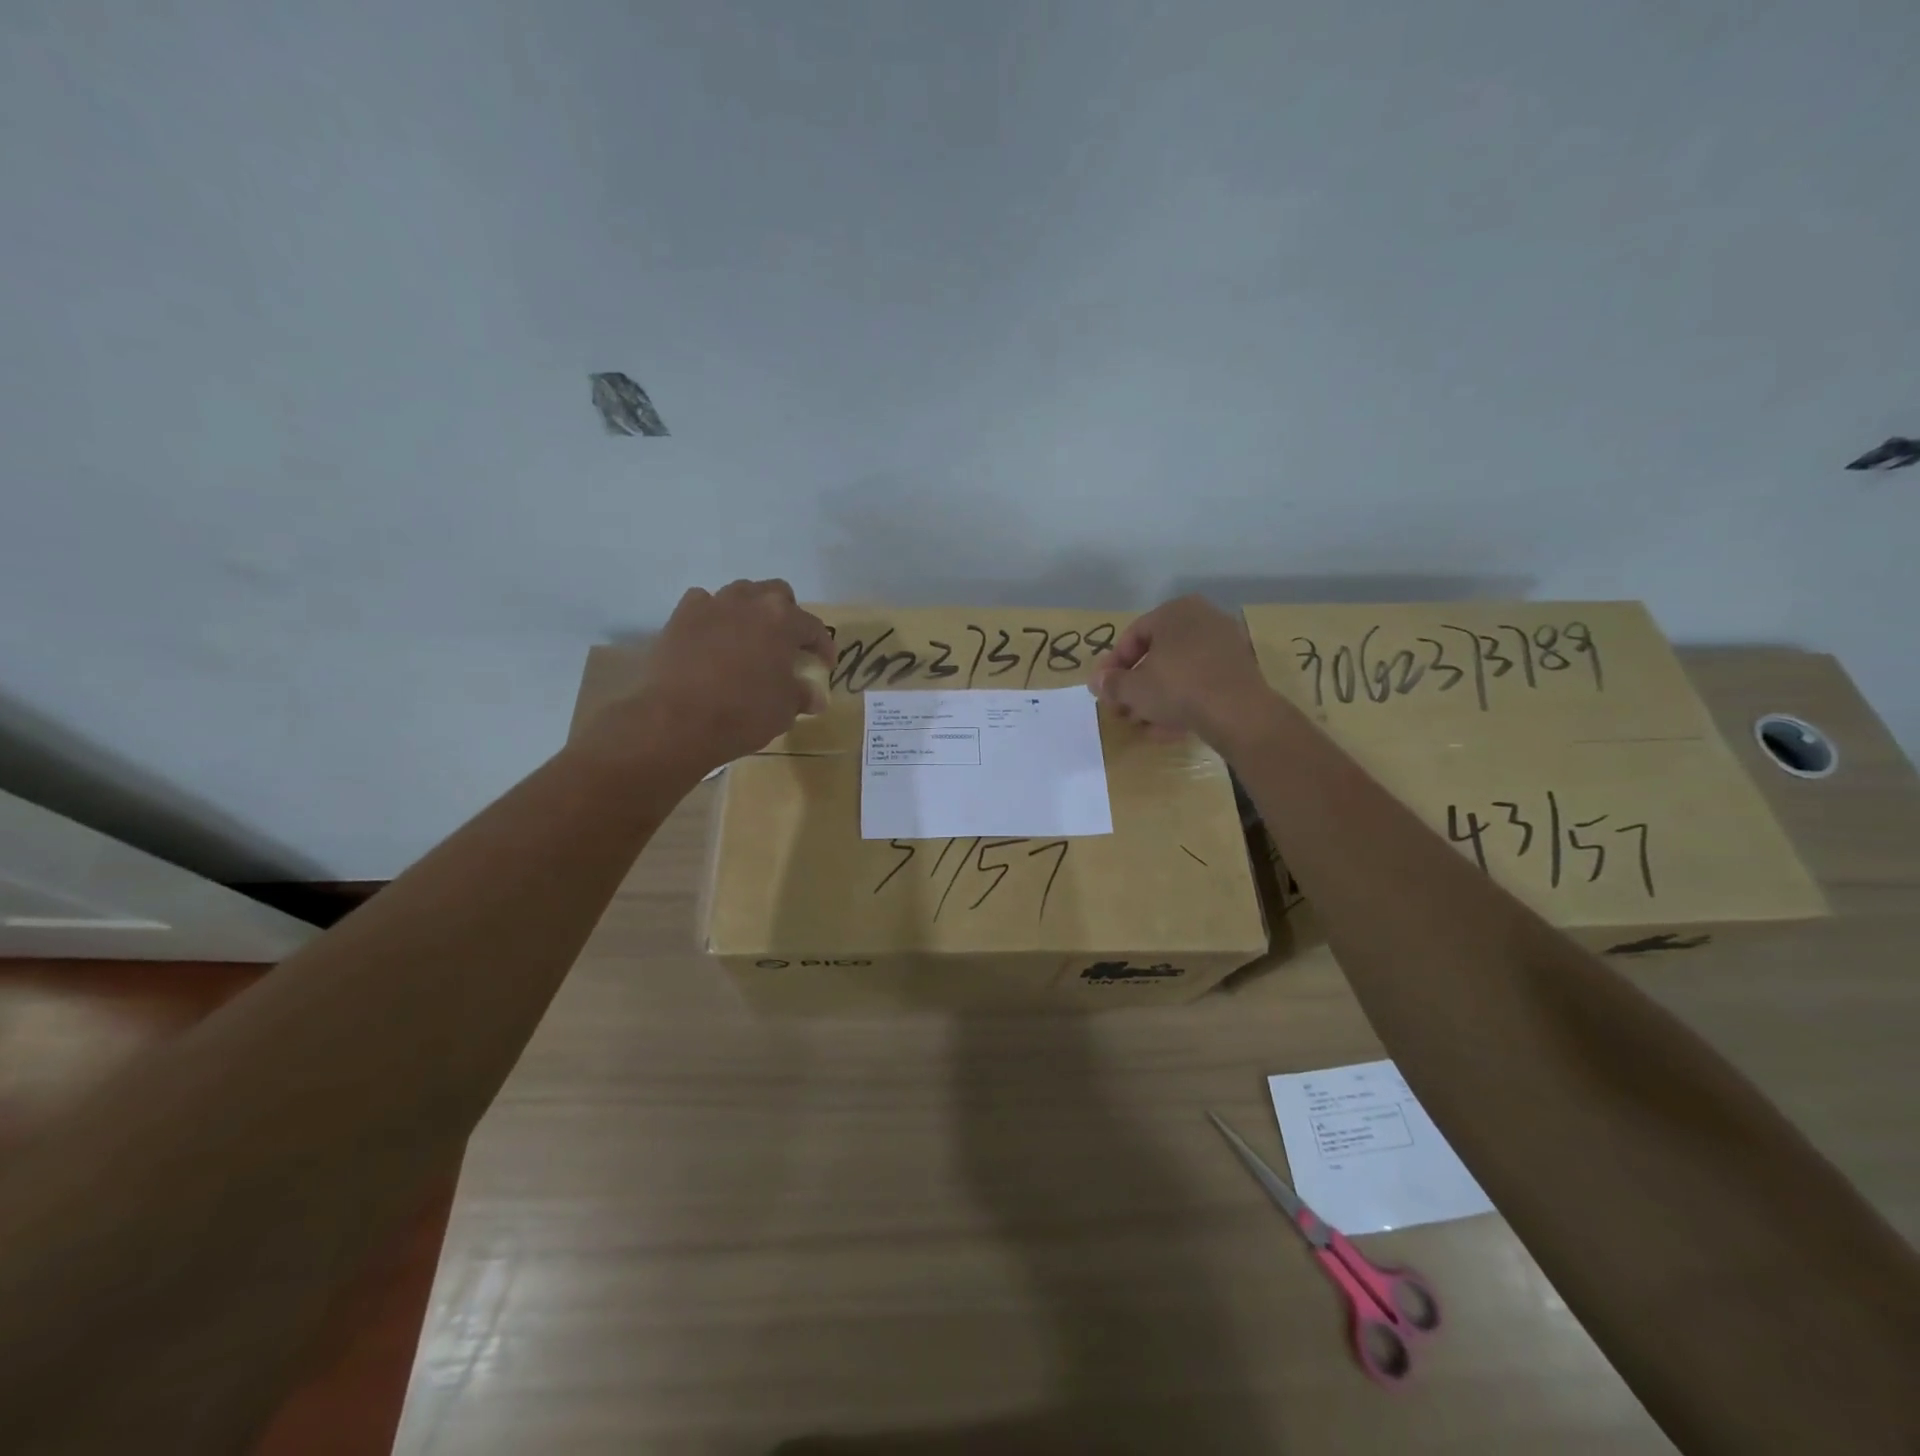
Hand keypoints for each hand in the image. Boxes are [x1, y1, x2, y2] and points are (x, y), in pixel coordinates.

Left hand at [625, 579, 833, 772]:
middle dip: (788, 616)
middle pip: (778, 594)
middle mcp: (750, 601)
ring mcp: (712, 604)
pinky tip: (713, 638)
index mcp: (783, 620)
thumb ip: (802, 695)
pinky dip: (713, 617)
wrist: (677, 721)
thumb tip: (813, 696)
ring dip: (751, 612)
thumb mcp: (785, 710)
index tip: (824, 666)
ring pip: (741, 594)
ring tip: (750, 639)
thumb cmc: (743, 713)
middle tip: (786, 645)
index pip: (814, 627)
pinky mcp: (680, 616)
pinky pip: (704, 604)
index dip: (823, 647)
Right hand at [1088, 595, 1276, 747]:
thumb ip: (1111, 683)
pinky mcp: (1239, 671)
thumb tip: (1097, 682)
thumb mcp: (1133, 688)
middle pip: (1157, 655)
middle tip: (1121, 710)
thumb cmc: (1177, 687)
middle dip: (1135, 686)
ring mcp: (1225, 645)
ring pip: (1178, 672)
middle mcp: (1202, 619)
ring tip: (1142, 724)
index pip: (1132, 637)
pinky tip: (1167, 728)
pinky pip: (1200, 683)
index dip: (1112, 667)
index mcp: (1175, 611)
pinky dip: (1182, 702)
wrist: (1237, 712)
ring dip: (1156, 698)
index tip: (1103, 690)